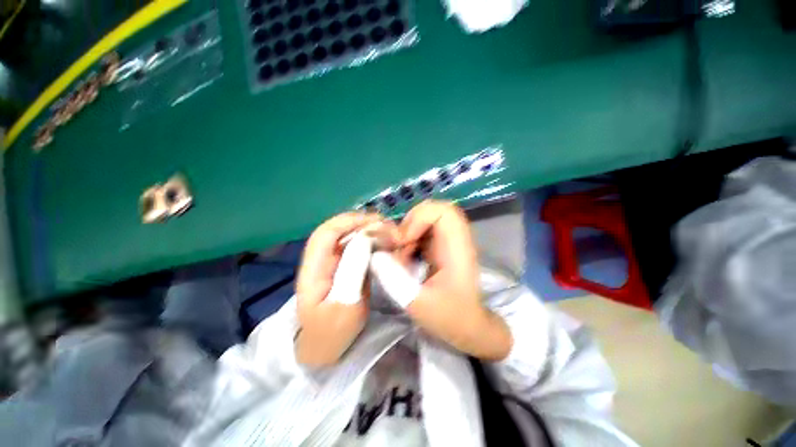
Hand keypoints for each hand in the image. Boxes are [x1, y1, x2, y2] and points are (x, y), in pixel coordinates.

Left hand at [296, 212, 396, 366]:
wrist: (326, 350)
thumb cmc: (332, 332)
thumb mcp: (344, 306)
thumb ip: (352, 271)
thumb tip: (365, 239)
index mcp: (313, 268)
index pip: (326, 233)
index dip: (349, 221)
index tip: (376, 223)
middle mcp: (322, 260)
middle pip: (339, 230)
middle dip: (363, 224)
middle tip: (389, 228)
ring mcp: (334, 263)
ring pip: (349, 237)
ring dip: (370, 231)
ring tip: (391, 234)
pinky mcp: (345, 267)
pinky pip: (358, 248)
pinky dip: (372, 242)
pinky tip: (386, 245)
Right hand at [398, 200, 511, 360]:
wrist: (468, 326)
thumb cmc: (451, 317)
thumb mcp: (420, 305)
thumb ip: (396, 281)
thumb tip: (375, 256)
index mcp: (457, 248)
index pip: (444, 212)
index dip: (419, 218)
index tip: (404, 241)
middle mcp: (454, 239)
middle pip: (433, 210)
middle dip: (409, 223)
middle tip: (398, 245)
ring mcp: (447, 241)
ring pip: (424, 219)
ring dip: (406, 233)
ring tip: (400, 256)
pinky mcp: (439, 247)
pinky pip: (420, 232)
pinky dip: (407, 241)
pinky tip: (404, 260)